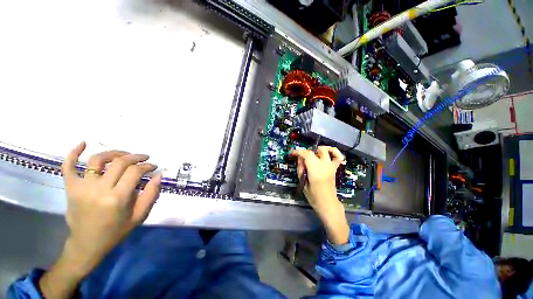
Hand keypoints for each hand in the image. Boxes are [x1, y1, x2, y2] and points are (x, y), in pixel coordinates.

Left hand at [62, 142, 161, 273]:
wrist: (87, 244)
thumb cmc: (116, 231)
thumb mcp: (140, 216)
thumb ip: (151, 194)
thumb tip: (157, 175)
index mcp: (117, 198)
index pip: (135, 172)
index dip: (146, 166)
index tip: (153, 166)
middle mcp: (99, 189)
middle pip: (119, 163)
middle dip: (135, 157)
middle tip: (144, 157)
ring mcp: (82, 187)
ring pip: (97, 160)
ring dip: (114, 153)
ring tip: (124, 154)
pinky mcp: (71, 188)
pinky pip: (68, 167)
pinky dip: (73, 153)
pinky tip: (82, 143)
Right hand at [290, 146, 348, 243]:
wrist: (327, 203)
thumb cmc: (313, 195)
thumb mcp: (303, 182)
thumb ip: (300, 169)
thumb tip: (299, 159)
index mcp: (315, 169)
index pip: (306, 154)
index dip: (298, 151)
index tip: (292, 153)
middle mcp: (324, 165)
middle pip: (314, 151)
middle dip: (306, 152)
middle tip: (301, 158)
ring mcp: (331, 166)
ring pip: (328, 150)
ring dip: (319, 149)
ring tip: (313, 153)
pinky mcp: (334, 168)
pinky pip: (338, 156)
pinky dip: (334, 152)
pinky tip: (328, 153)